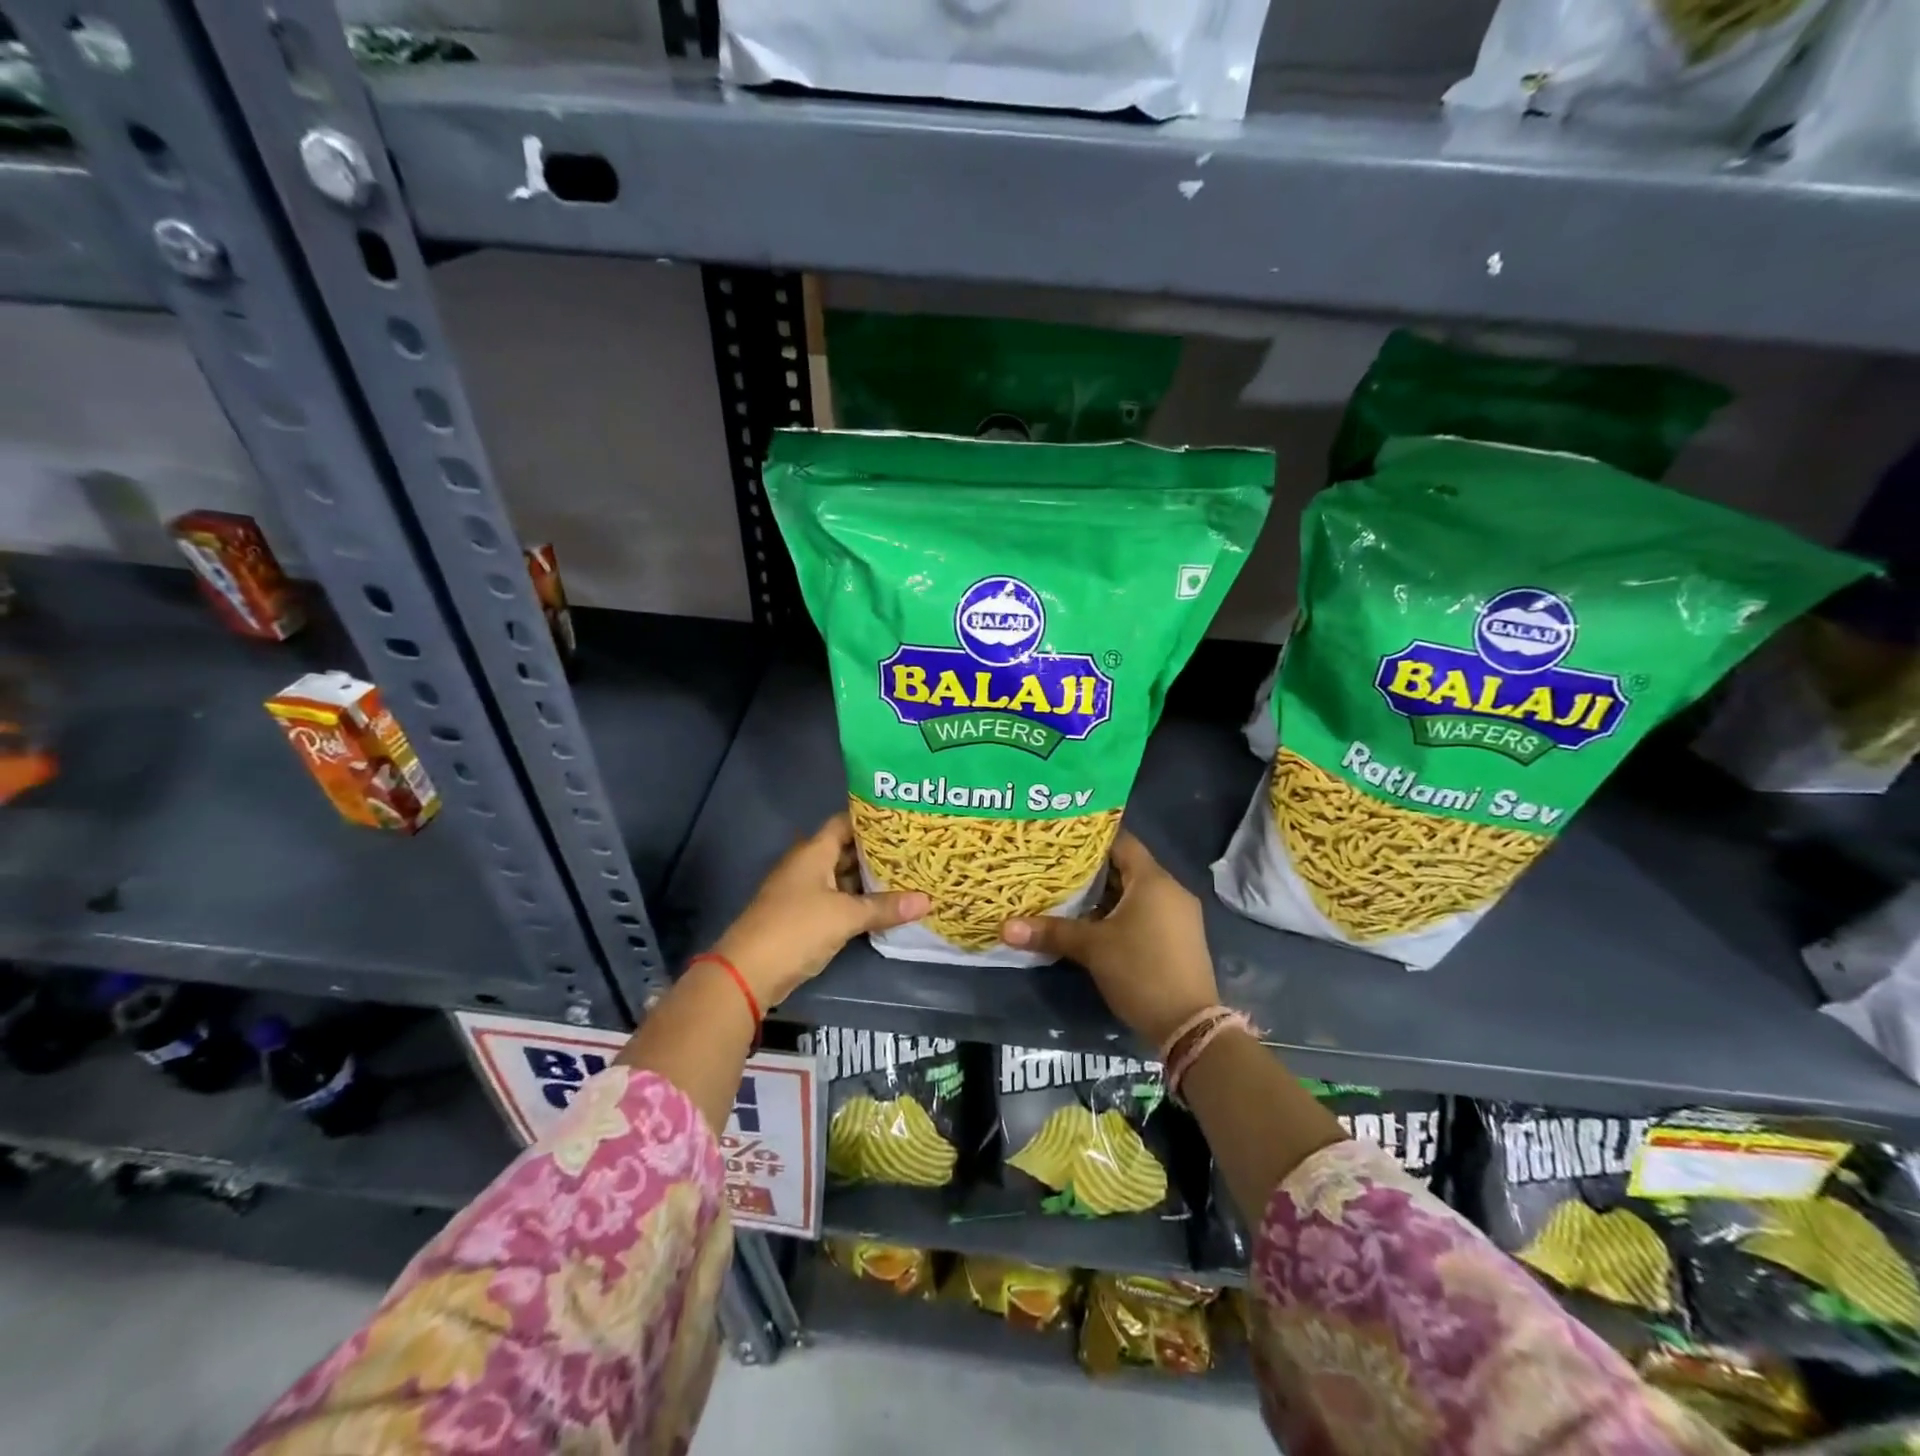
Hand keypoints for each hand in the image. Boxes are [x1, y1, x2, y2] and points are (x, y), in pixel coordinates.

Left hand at [709, 812, 927, 1008]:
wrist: (749, 971)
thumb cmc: (797, 928)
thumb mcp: (846, 916)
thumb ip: (884, 907)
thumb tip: (927, 900)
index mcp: (814, 851)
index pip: (845, 822)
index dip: (872, 819)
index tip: (903, 820)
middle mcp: (807, 865)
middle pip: (845, 850)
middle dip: (877, 852)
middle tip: (914, 850)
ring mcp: (803, 891)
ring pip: (842, 878)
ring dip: (868, 880)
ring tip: (907, 876)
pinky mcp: (803, 916)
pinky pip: (836, 900)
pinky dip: (857, 901)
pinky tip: (883, 906)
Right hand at [1000, 830, 1219, 1049]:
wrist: (1189, 1026)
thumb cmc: (1140, 971)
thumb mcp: (1092, 949)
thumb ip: (1051, 932)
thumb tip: (1005, 927)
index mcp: (1153, 880)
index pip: (1121, 842)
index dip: (1091, 839)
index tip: (1061, 840)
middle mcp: (1171, 890)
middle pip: (1127, 868)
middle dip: (1092, 870)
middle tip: (1055, 868)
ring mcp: (1179, 916)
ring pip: (1136, 893)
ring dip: (1105, 895)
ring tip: (1067, 894)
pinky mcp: (1179, 938)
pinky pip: (1146, 912)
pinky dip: (1121, 913)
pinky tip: (1094, 924)